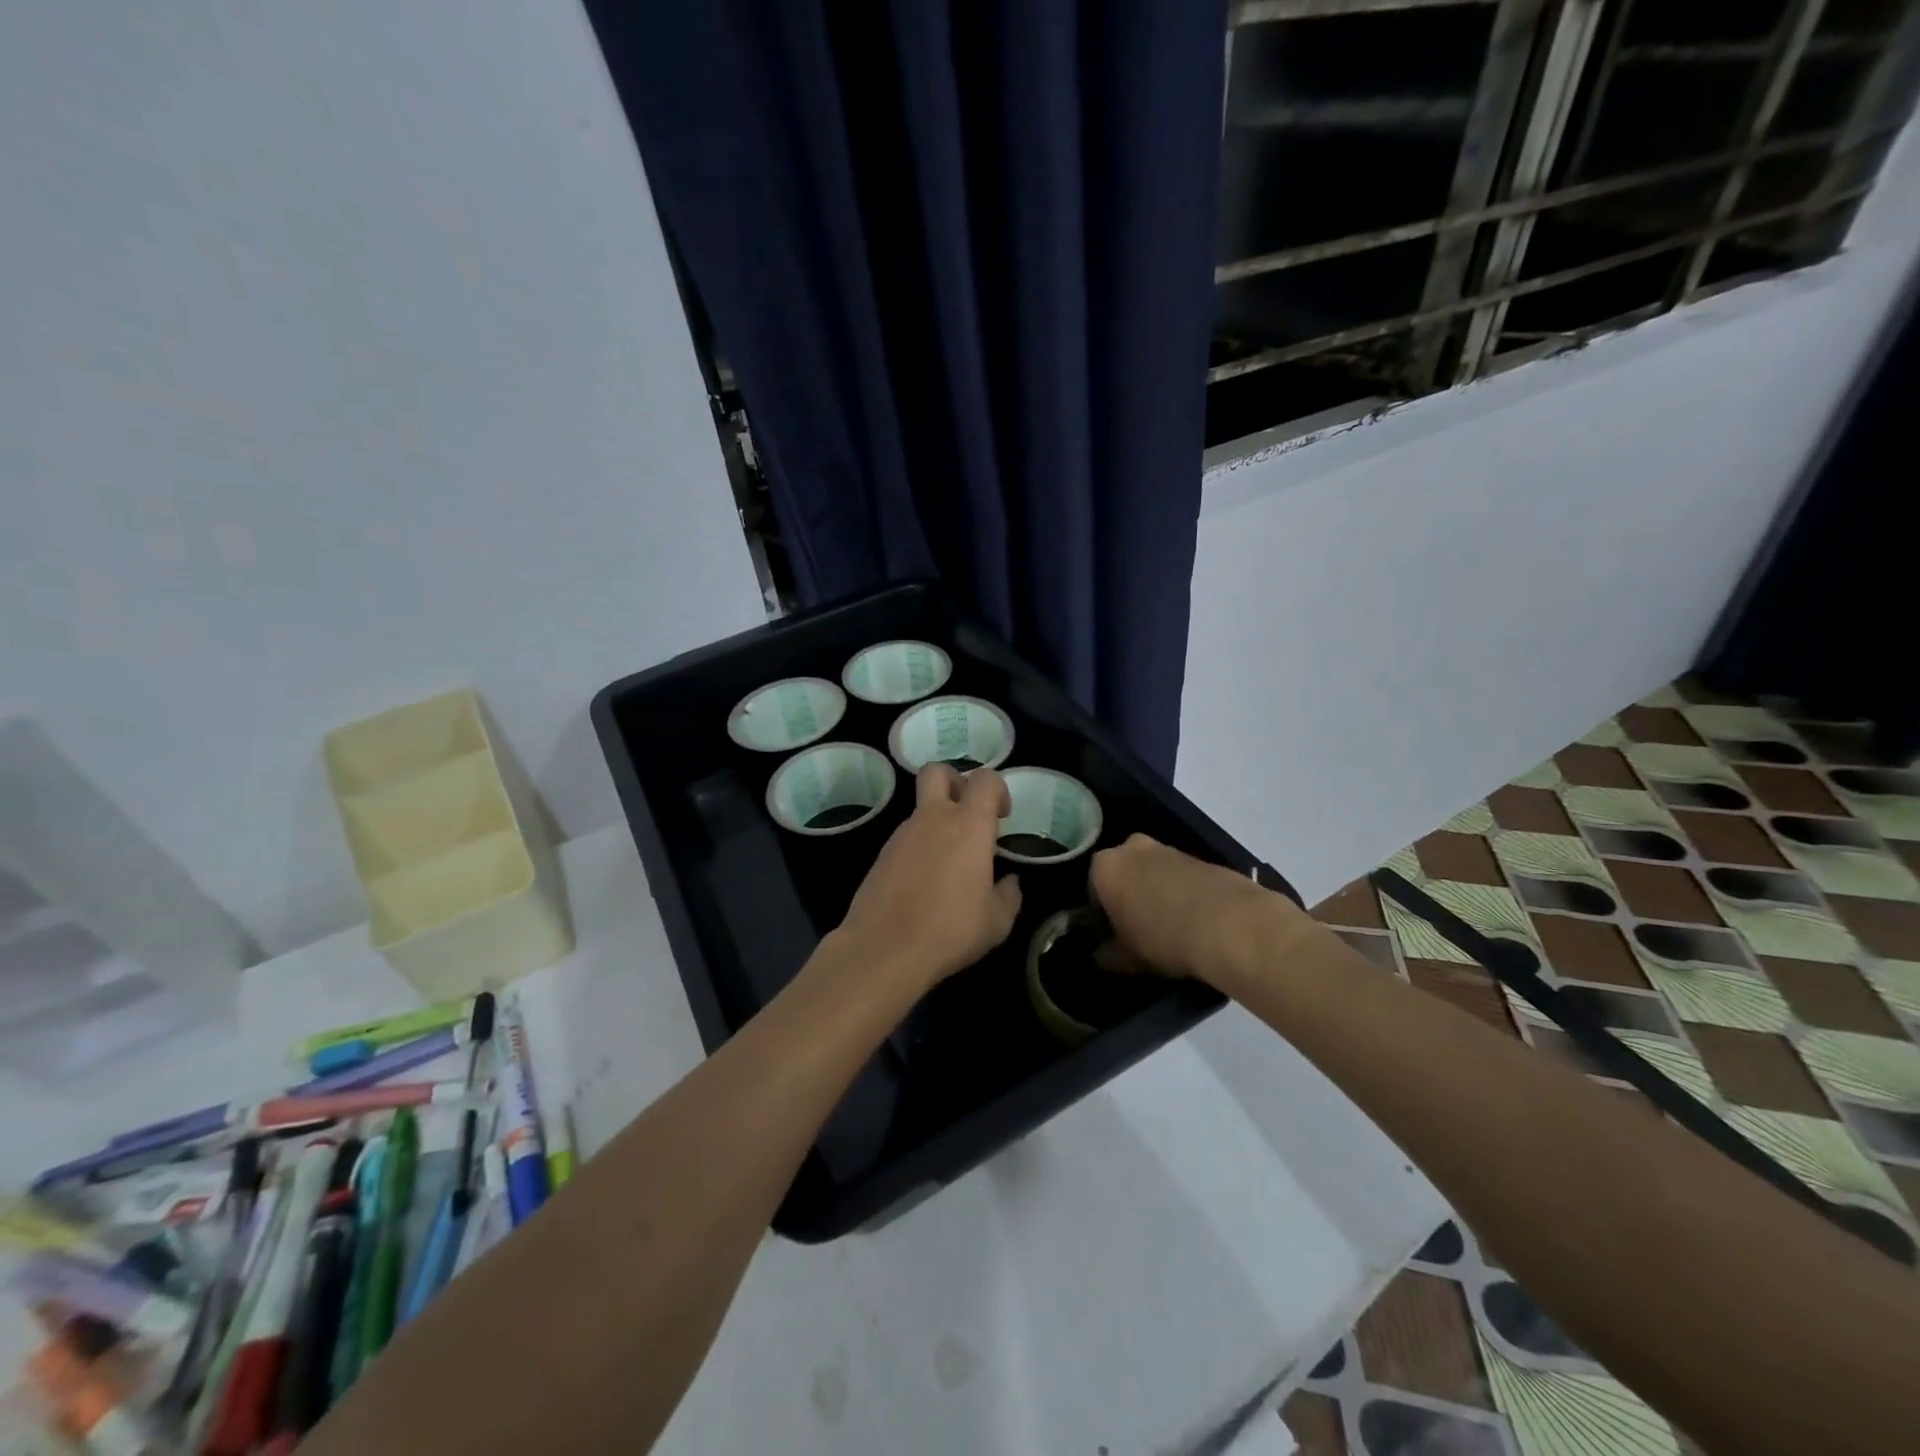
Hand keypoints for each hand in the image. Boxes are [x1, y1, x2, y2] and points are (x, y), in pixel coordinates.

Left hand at [835, 765, 1022, 990]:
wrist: (884, 949)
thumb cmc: (950, 930)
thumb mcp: (996, 922)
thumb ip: (1009, 895)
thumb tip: (1010, 883)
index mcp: (968, 825)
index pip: (984, 779)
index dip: (997, 789)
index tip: (1002, 817)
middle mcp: (932, 819)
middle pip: (937, 772)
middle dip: (955, 781)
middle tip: (968, 814)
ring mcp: (901, 835)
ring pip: (921, 809)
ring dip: (937, 823)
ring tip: (949, 866)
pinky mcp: (881, 856)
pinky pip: (906, 838)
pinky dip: (919, 849)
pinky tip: (925, 885)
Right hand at [1089, 834, 1305, 985]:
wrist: (1230, 924)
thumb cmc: (1163, 937)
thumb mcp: (1128, 957)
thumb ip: (1109, 955)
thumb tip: (1102, 956)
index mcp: (1105, 867)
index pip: (1093, 890)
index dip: (1102, 916)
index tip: (1114, 937)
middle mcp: (1133, 848)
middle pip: (1124, 874)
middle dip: (1129, 897)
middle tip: (1139, 930)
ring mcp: (1169, 849)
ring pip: (1153, 873)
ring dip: (1156, 893)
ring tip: (1170, 928)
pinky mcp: (1201, 857)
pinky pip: (1181, 877)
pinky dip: (1182, 893)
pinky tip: (1194, 921)